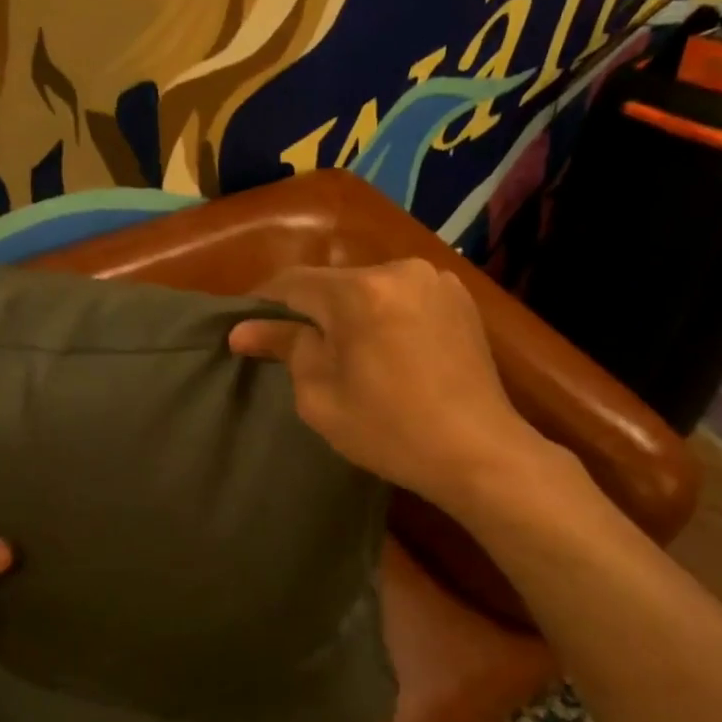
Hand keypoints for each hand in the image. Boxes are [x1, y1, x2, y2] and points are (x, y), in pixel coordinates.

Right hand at [229, 260, 531, 509]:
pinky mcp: (459, 297)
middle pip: (334, 283)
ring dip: (350, 312)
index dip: (263, 303)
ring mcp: (435, 280)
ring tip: (348, 353)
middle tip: (297, 351)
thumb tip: (242, 330)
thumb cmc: (389, 430)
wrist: (478, 452)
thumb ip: (284, 348)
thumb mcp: (320, 395)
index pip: (292, 283)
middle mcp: (398, 270)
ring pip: (370, 288)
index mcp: (359, 291)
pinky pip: (403, 296)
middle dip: (311, 312)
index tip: (247, 329)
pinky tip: (388, 349)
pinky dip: (385, 314)